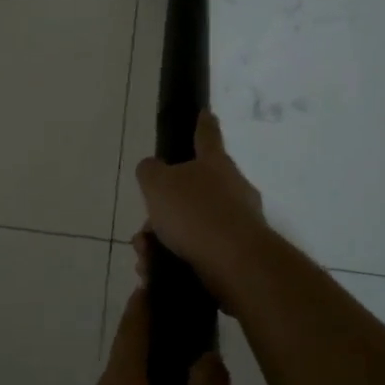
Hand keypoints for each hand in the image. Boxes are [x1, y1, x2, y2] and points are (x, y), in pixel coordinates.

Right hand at [134, 112, 268, 310]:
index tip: (206, 112)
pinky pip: (199, 252)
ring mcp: (239, 222)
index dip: (203, 124)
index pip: (207, 136)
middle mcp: (232, 189)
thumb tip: (153, 169)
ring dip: (164, 240)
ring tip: (146, 257)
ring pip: (191, 226)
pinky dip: (176, 260)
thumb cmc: (195, 214)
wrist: (236, 264)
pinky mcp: (238, 255)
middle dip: (164, 209)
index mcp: (215, 164)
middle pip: (192, 191)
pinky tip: (158, 272)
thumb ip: (150, 171)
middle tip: (145, 228)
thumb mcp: (158, 184)